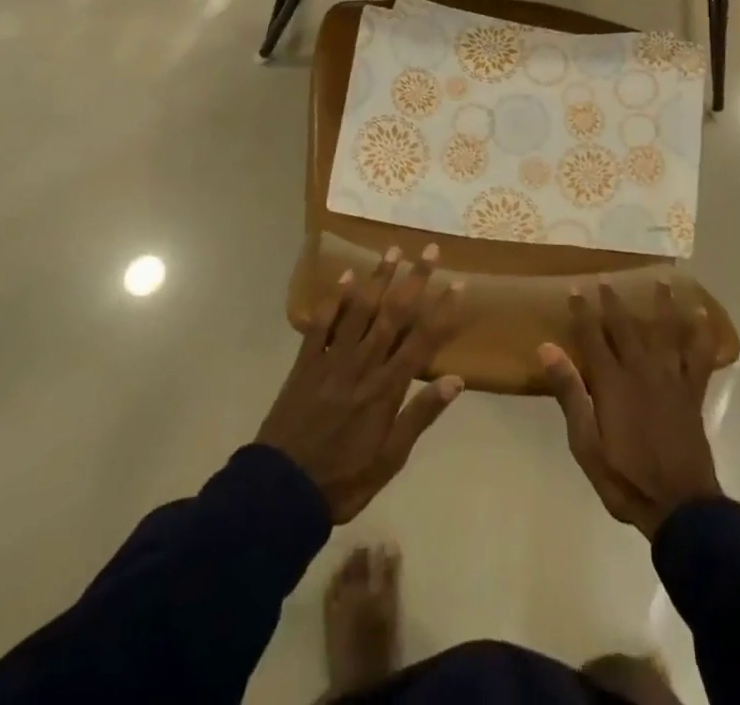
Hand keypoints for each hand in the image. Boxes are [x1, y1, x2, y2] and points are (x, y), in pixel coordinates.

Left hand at [257, 245, 463, 523]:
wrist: (281, 492)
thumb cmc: (343, 479)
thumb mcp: (390, 459)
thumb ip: (421, 416)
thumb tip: (456, 380)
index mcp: (386, 388)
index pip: (422, 340)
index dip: (442, 310)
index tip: (458, 283)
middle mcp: (363, 364)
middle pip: (393, 314)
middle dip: (415, 280)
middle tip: (431, 249)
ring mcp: (332, 359)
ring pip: (360, 309)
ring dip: (379, 277)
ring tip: (394, 249)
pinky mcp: (306, 362)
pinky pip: (321, 323)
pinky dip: (334, 298)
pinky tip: (346, 275)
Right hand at [538, 281, 721, 539]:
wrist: (679, 505)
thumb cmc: (626, 478)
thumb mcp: (586, 444)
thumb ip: (569, 393)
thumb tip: (547, 348)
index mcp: (612, 382)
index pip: (592, 337)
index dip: (583, 312)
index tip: (576, 289)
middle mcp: (641, 369)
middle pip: (625, 327)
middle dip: (613, 302)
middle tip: (606, 279)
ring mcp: (670, 378)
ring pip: (665, 331)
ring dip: (662, 304)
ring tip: (662, 280)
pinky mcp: (692, 392)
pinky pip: (699, 356)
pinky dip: (701, 334)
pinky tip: (703, 315)